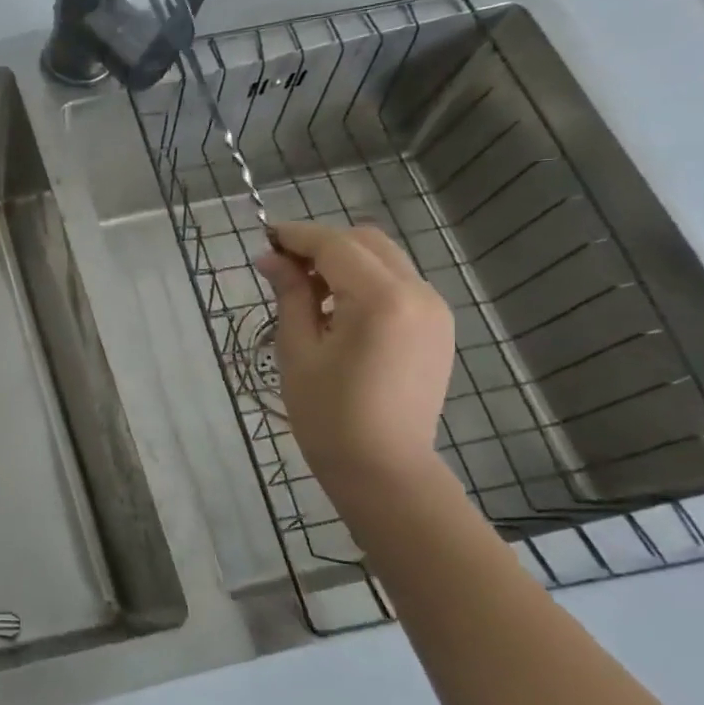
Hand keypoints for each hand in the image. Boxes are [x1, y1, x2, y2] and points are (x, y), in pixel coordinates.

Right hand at [255, 221, 454, 491]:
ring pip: (385, 260)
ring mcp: (434, 310)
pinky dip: (366, 282)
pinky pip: (399, 285)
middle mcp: (418, 293)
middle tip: (282, 266)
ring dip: (345, 261)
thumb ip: (290, 295)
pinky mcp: (438, 328)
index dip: (298, 236)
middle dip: (322, 244)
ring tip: (307, 291)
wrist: (384, 468)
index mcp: (381, 300)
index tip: (265, 236)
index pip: (335, 245)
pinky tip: (338, 310)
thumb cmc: (328, 415)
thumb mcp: (298, 351)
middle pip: (366, 242)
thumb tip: (271, 259)